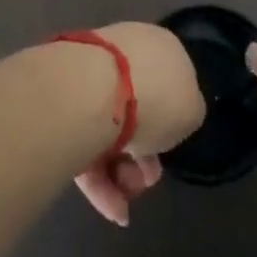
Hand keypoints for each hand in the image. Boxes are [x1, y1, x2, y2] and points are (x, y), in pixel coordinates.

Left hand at [72, 21, 203, 227]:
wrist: (94, 91)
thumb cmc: (156, 96)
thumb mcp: (192, 109)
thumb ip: (186, 111)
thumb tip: (171, 116)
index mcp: (159, 47)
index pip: (169, 83)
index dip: (172, 122)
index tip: (170, 149)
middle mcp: (125, 55)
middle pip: (138, 109)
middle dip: (144, 154)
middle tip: (146, 181)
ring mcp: (91, 77)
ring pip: (111, 131)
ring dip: (122, 172)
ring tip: (125, 199)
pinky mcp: (64, 105)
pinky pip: (87, 142)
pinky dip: (99, 178)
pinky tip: (112, 208)